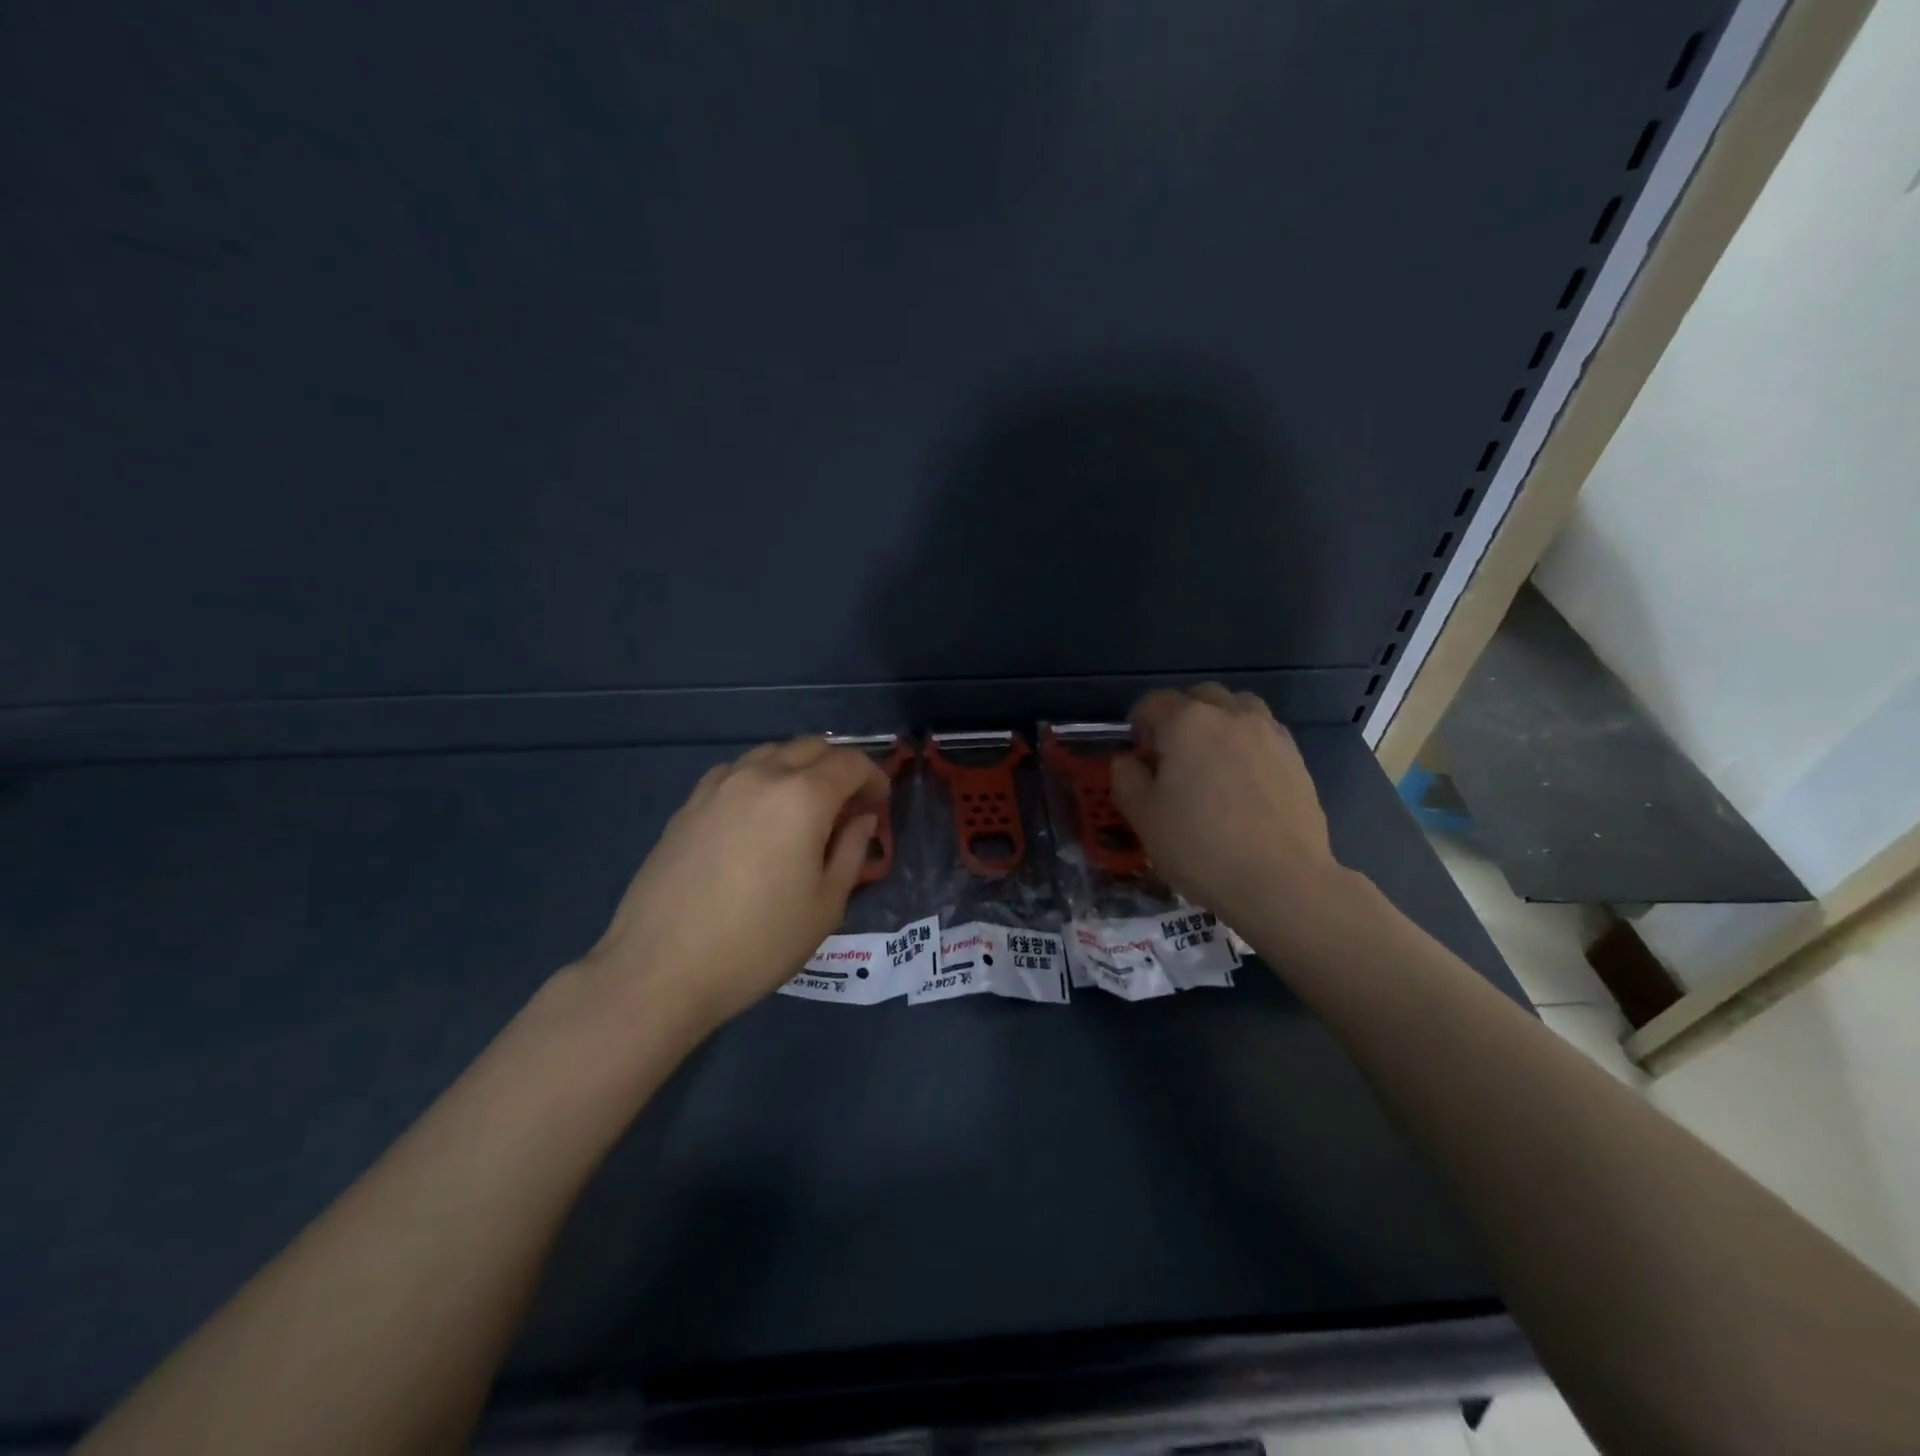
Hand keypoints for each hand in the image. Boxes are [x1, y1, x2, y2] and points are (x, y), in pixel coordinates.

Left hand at [581, 737, 887, 1034]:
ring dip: (798, 769)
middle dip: (838, 767)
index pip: (850, 763)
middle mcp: (760, 776)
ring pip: (771, 754)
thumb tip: (861, 819)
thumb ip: (851, 850)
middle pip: (811, 747)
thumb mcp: (825, 905)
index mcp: (802, 797)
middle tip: (847, 806)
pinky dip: (761, 779)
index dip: (873, 778)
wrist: (661, 969)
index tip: (879, 804)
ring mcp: (718, 786)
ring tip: (804, 809)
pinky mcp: (689, 804)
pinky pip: (736, 772)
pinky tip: (757, 816)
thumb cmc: (758, 943)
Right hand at [1110, 684, 1345, 932]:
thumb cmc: (1201, 847)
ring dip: (1218, 723)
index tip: (1138, 757)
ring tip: (1211, 763)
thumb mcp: (1142, 817)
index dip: (1138, 725)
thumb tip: (1129, 761)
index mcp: (1187, 721)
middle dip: (1180, 717)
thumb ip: (1126, 778)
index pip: (1153, 702)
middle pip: (1199, 697)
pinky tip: (1243, 783)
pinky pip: (1263, 734)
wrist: (1282, 882)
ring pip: (1237, 709)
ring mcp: (1270, 733)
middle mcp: (1231, 714)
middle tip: (1173, 758)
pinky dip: (1246, 744)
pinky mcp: (1296, 758)